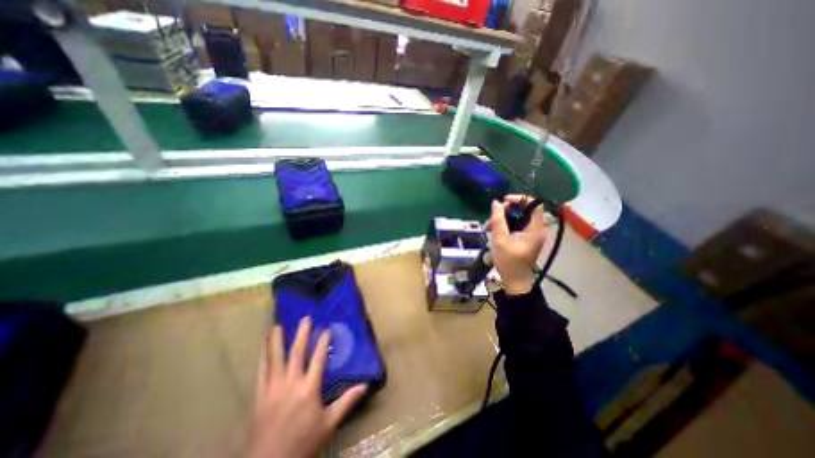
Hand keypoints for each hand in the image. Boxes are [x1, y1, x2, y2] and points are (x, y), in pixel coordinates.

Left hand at [245, 318, 366, 456]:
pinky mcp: (259, 396)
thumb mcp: (329, 423)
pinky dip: (262, 357)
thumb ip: (346, 401)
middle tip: (305, 318)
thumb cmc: (303, 443)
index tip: (326, 329)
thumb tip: (365, 385)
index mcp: (309, 388)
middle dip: (301, 334)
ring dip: (276, 341)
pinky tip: (262, 348)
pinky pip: (261, 371)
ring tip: (276, 326)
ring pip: (275, 359)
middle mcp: (290, 383)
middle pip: (296, 353)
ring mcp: (273, 388)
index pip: (317, 359)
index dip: (322, 342)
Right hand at [486, 193, 542, 293]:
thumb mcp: (500, 239)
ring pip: (518, 218)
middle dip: (507, 210)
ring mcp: (531, 235)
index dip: (520, 198)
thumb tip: (496, 203)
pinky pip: (516, 226)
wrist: (514, 281)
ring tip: (488, 226)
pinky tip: (493, 231)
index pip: (535, 204)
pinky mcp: (525, 239)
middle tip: (493, 216)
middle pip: (524, 210)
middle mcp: (536, 229)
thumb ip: (498, 220)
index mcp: (535, 229)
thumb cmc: (509, 261)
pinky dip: (505, 225)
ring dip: (503, 218)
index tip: (504, 201)